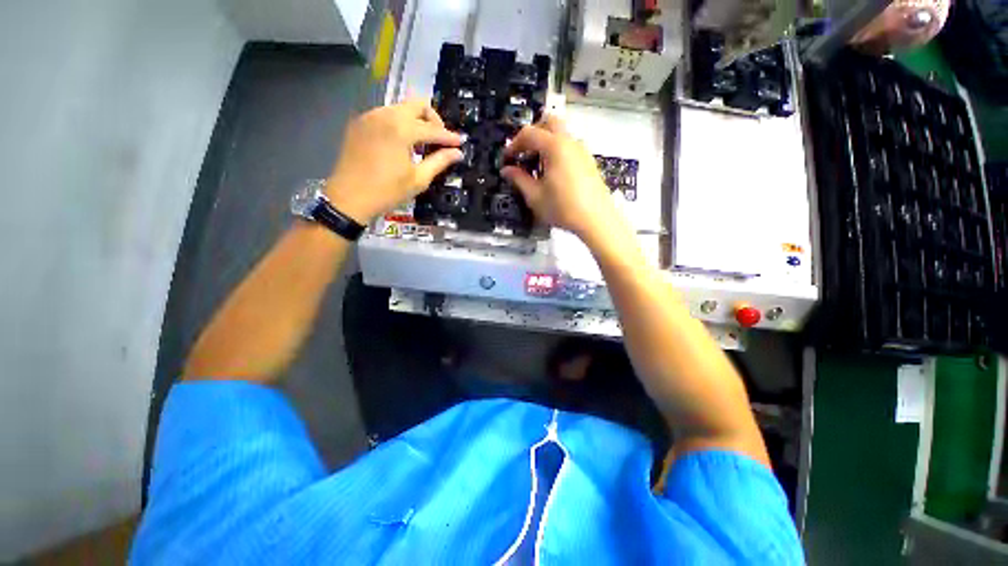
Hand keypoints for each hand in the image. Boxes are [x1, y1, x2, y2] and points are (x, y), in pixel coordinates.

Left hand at [326, 99, 462, 223]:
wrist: (348, 198)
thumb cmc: (387, 191)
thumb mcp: (418, 179)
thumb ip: (439, 162)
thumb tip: (457, 153)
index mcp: (400, 129)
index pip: (432, 129)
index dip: (449, 137)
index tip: (460, 143)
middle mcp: (384, 115)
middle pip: (417, 105)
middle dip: (433, 120)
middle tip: (439, 140)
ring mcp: (369, 117)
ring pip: (400, 109)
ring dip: (415, 122)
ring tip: (420, 145)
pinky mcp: (359, 123)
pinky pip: (385, 116)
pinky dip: (399, 125)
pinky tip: (401, 145)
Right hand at [501, 115, 617, 242]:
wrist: (596, 220)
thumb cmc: (565, 208)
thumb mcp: (535, 196)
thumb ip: (519, 179)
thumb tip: (507, 170)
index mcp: (555, 147)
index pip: (529, 133)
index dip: (513, 145)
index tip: (506, 159)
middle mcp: (570, 142)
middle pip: (548, 122)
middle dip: (532, 134)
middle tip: (523, 153)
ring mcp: (582, 151)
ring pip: (560, 134)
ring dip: (545, 143)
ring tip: (536, 168)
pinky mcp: (588, 162)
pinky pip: (569, 147)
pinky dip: (556, 152)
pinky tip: (552, 175)